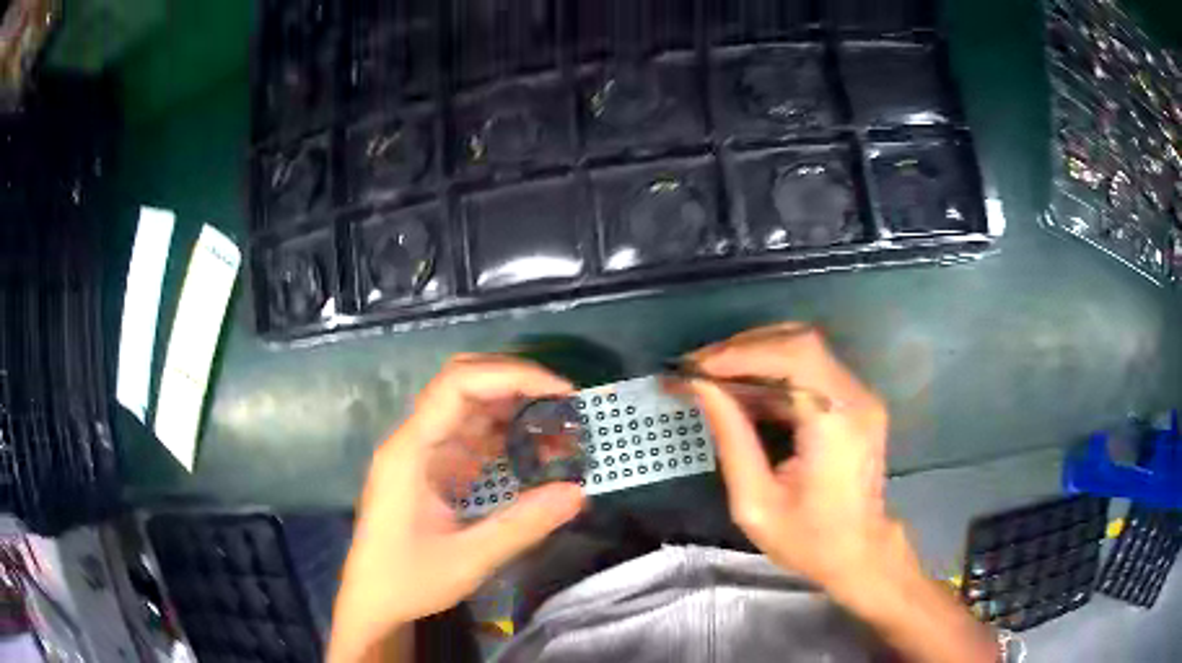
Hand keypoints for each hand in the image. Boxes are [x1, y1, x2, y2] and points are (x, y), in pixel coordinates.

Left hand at [329, 355, 584, 661]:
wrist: (373, 601)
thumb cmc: (407, 581)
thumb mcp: (468, 560)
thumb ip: (522, 525)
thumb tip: (578, 492)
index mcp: (411, 451)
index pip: (458, 385)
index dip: (512, 376)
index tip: (561, 392)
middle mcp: (416, 440)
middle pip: (464, 384)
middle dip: (517, 384)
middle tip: (566, 404)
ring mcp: (424, 452)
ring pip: (472, 408)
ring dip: (516, 410)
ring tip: (561, 429)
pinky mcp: (434, 468)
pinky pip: (473, 436)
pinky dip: (508, 436)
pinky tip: (536, 452)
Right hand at [683, 323, 911, 595]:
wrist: (859, 553)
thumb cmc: (808, 540)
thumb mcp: (756, 503)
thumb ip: (732, 440)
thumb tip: (702, 389)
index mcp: (836, 425)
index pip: (793, 358)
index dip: (741, 353)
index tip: (696, 368)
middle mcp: (856, 398)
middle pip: (800, 342)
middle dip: (744, 348)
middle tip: (699, 368)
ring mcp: (860, 396)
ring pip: (805, 349)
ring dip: (756, 356)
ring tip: (713, 375)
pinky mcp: (855, 401)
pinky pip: (811, 369)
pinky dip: (772, 371)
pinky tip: (743, 389)